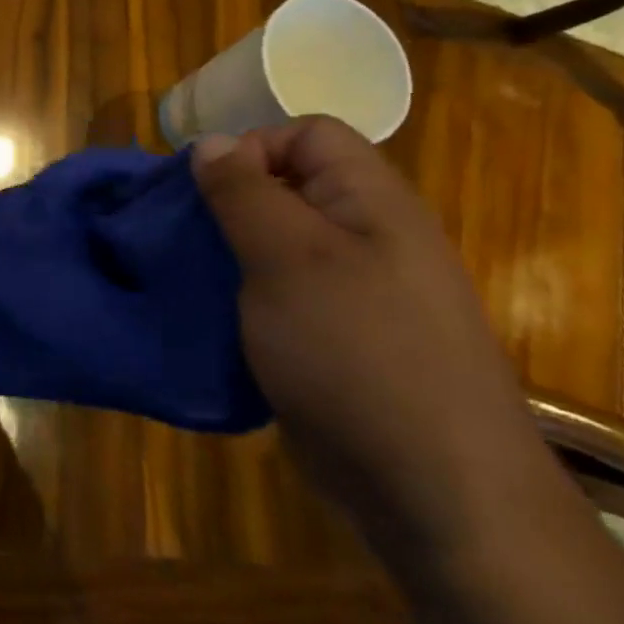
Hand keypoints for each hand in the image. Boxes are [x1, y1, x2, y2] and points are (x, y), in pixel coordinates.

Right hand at [191, 117, 560, 558]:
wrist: (434, 489)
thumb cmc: (356, 352)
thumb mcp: (287, 258)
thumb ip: (243, 192)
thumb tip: (211, 142)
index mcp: (371, 202)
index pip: (307, 134)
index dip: (252, 148)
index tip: (208, 194)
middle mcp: (370, 237)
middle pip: (288, 187)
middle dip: (229, 204)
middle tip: (189, 239)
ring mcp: (357, 292)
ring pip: (278, 244)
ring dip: (230, 254)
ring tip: (194, 280)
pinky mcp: (338, 338)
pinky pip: (282, 294)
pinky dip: (244, 297)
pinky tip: (218, 321)